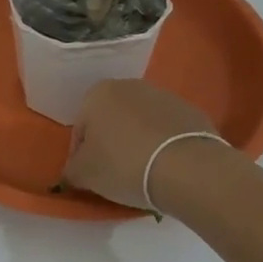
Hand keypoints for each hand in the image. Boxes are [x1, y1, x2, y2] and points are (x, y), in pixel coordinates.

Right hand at [62, 80, 222, 211]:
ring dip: (137, 142)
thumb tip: (73, 171)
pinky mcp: (191, 111)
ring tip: (144, 172)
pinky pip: (167, 130)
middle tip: (115, 173)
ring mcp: (164, 96)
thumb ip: (71, 169)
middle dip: (110, 142)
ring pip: (140, 123)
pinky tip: (166, 167)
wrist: (187, 167)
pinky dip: (163, 144)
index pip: (80, 127)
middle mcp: (129, 86)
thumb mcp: (84, 174)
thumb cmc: (123, 165)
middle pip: (111, 119)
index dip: (81, 154)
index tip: (90, 175)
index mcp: (98, 94)